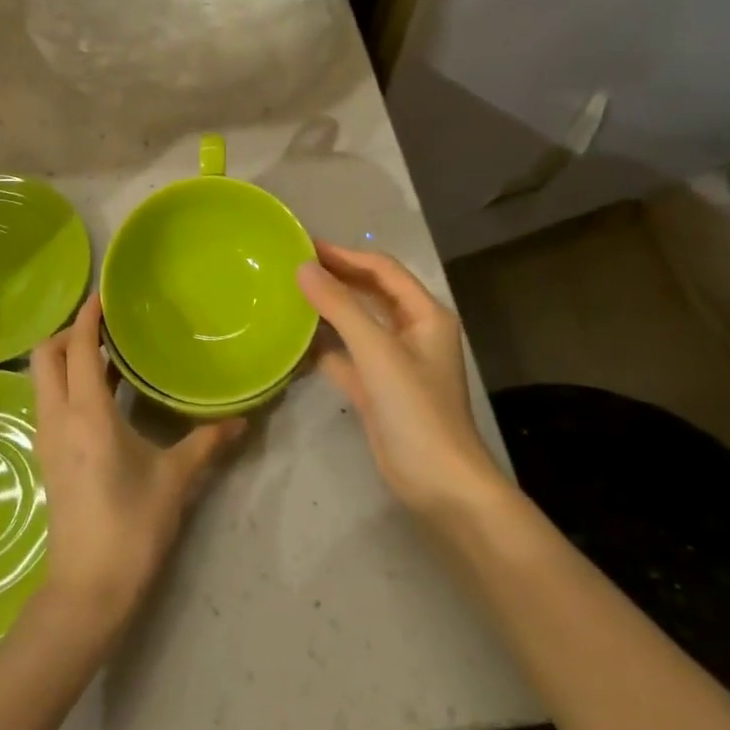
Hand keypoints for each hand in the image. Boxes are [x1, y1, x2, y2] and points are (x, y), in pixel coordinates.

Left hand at [28, 295, 244, 633]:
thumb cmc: (131, 525)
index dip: (86, 316)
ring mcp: (46, 438)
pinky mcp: (47, 457)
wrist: (87, 589)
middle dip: (67, 332)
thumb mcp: (174, 478)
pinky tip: (100, 394)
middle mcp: (57, 417)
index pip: (76, 347)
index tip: (103, 294)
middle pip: (44, 356)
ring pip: (42, 379)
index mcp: (86, 413)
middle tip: (104, 326)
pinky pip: (49, 402)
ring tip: (105, 353)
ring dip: (64, 358)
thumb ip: (206, 442)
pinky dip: (66, 383)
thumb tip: (241, 419)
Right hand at [296, 241, 501, 519]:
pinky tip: (295, 339)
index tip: (306, 246)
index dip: (345, 255)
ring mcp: (394, 361)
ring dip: (329, 308)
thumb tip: (303, 268)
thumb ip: (340, 307)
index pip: (382, 270)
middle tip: (293, 264)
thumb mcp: (377, 351)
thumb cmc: (416, 410)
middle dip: (336, 277)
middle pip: (371, 292)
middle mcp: (413, 332)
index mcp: (425, 315)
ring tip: (290, 293)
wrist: (439, 484)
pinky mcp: (378, 388)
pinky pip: (348, 355)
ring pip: (358, 323)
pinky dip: (325, 345)